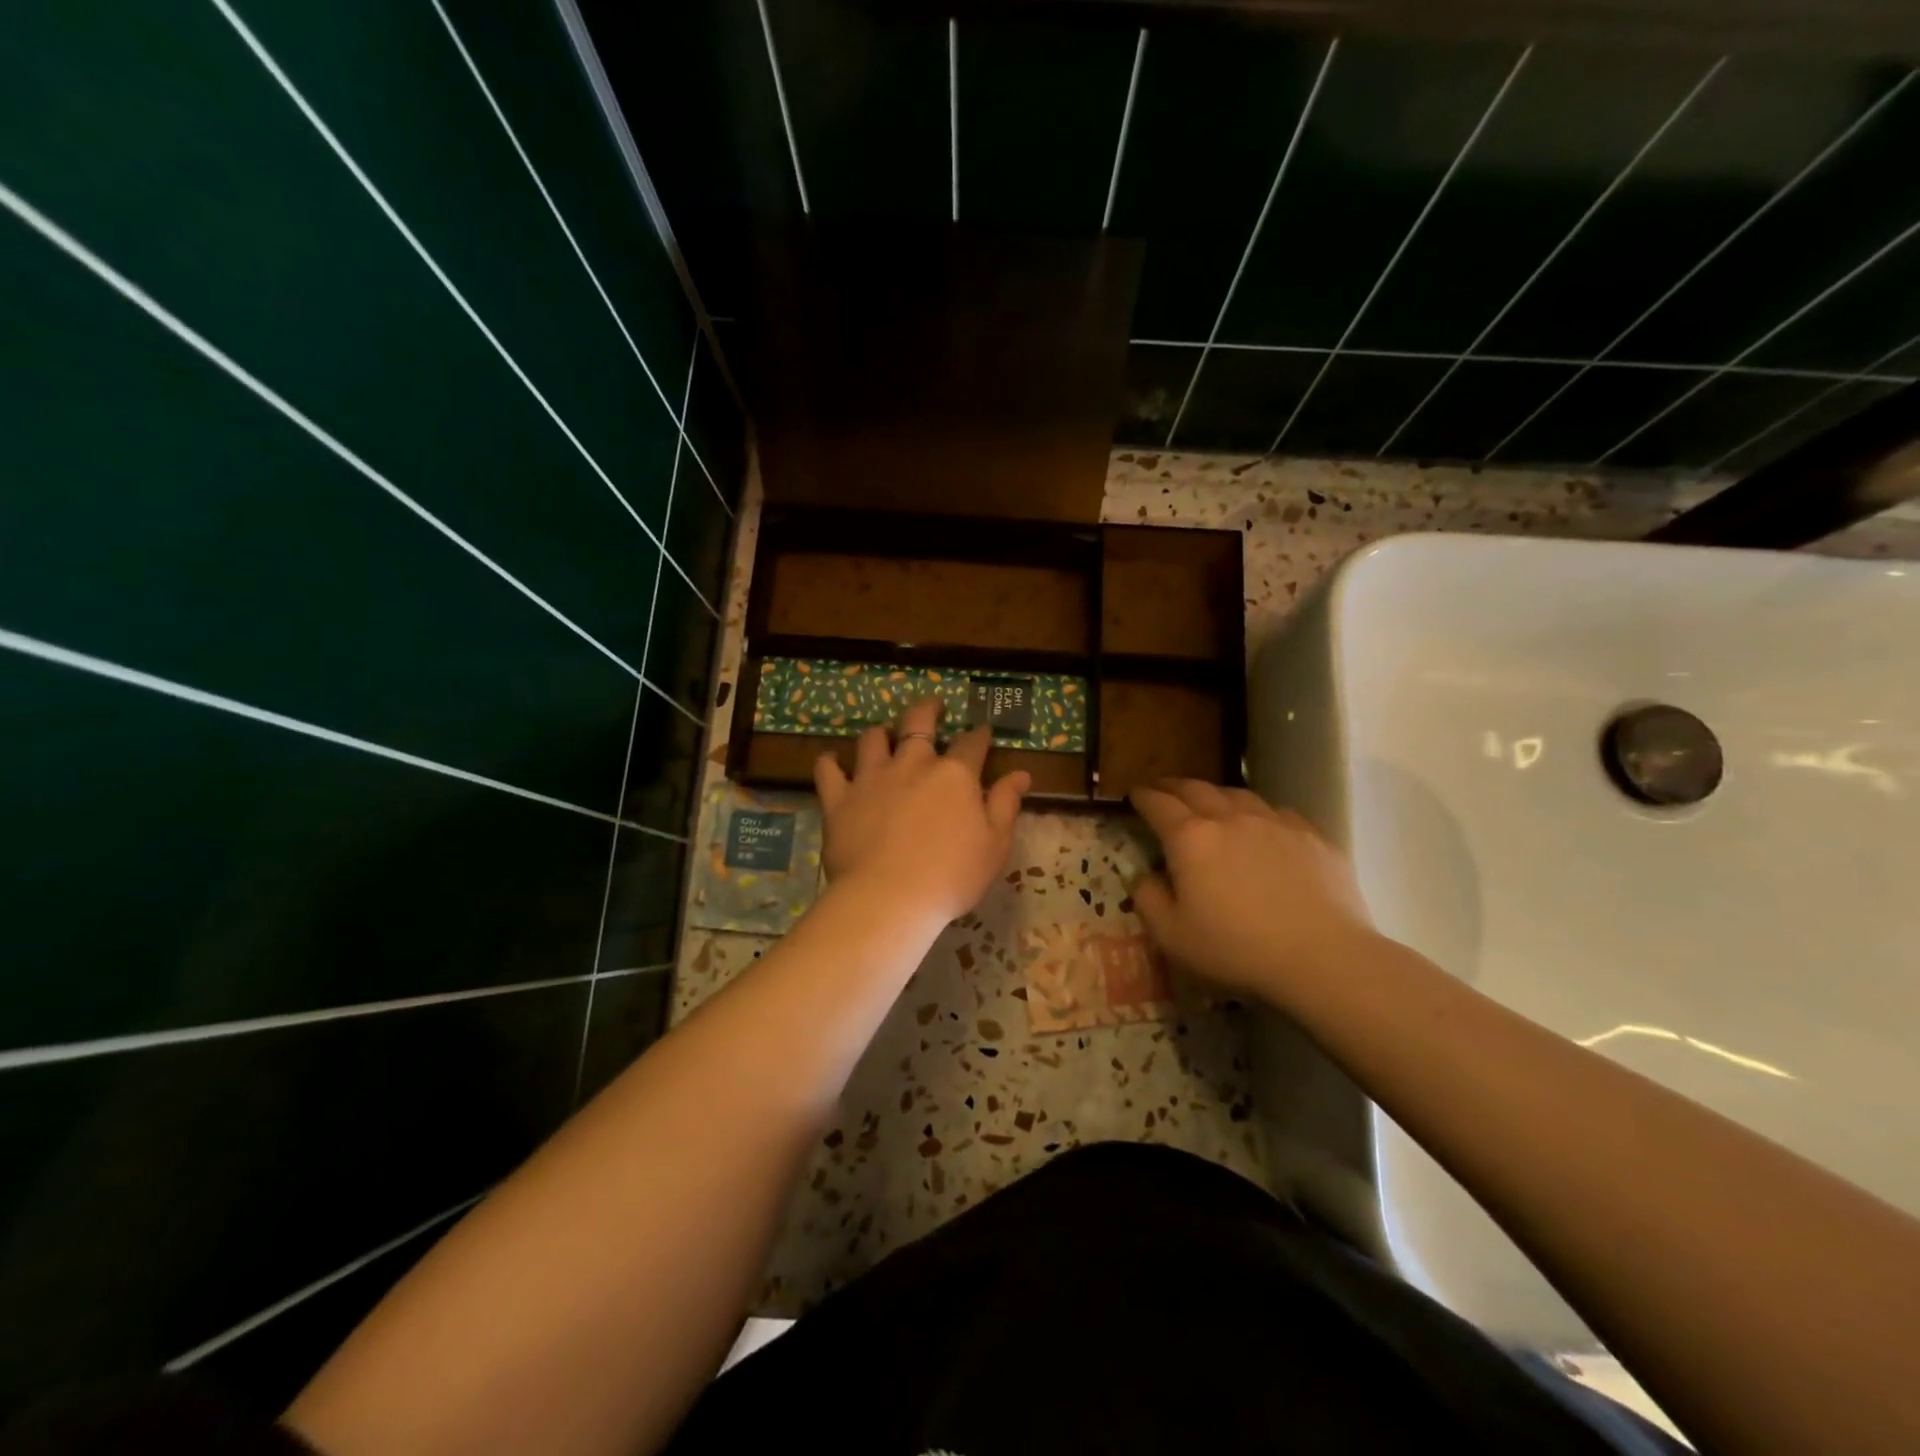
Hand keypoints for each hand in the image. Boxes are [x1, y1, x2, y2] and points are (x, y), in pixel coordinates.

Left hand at [814, 698, 1029, 923]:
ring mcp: (871, 778)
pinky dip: (830, 763)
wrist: (889, 898)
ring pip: (872, 739)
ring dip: (880, 733)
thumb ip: (1006, 805)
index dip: (979, 734)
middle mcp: (912, 764)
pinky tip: (832, 762)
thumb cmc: (951, 876)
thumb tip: (1021, 774)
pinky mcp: (839, 798)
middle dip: (928, 709)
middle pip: (918, 722)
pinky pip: (828, 770)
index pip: (971, 743)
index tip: (982, 731)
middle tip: (932, 707)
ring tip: (883, 735)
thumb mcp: (994, 845)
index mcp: (954, 774)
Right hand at [1129, 779, 1376, 1004]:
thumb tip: (1144, 875)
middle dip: (1173, 786)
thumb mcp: (1172, 935)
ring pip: (1237, 794)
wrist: (1322, 957)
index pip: (1158, 804)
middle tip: (1163, 789)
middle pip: (1195, 788)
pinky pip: (1276, 811)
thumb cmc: (1236, 949)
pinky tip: (1260, 826)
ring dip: (1215, 794)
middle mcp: (1229, 818)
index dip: (1142, 796)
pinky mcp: (1310, 835)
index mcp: (1190, 838)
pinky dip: (1257, 812)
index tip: (1134, 794)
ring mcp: (1274, 822)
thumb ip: (1148, 899)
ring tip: (1209, 802)